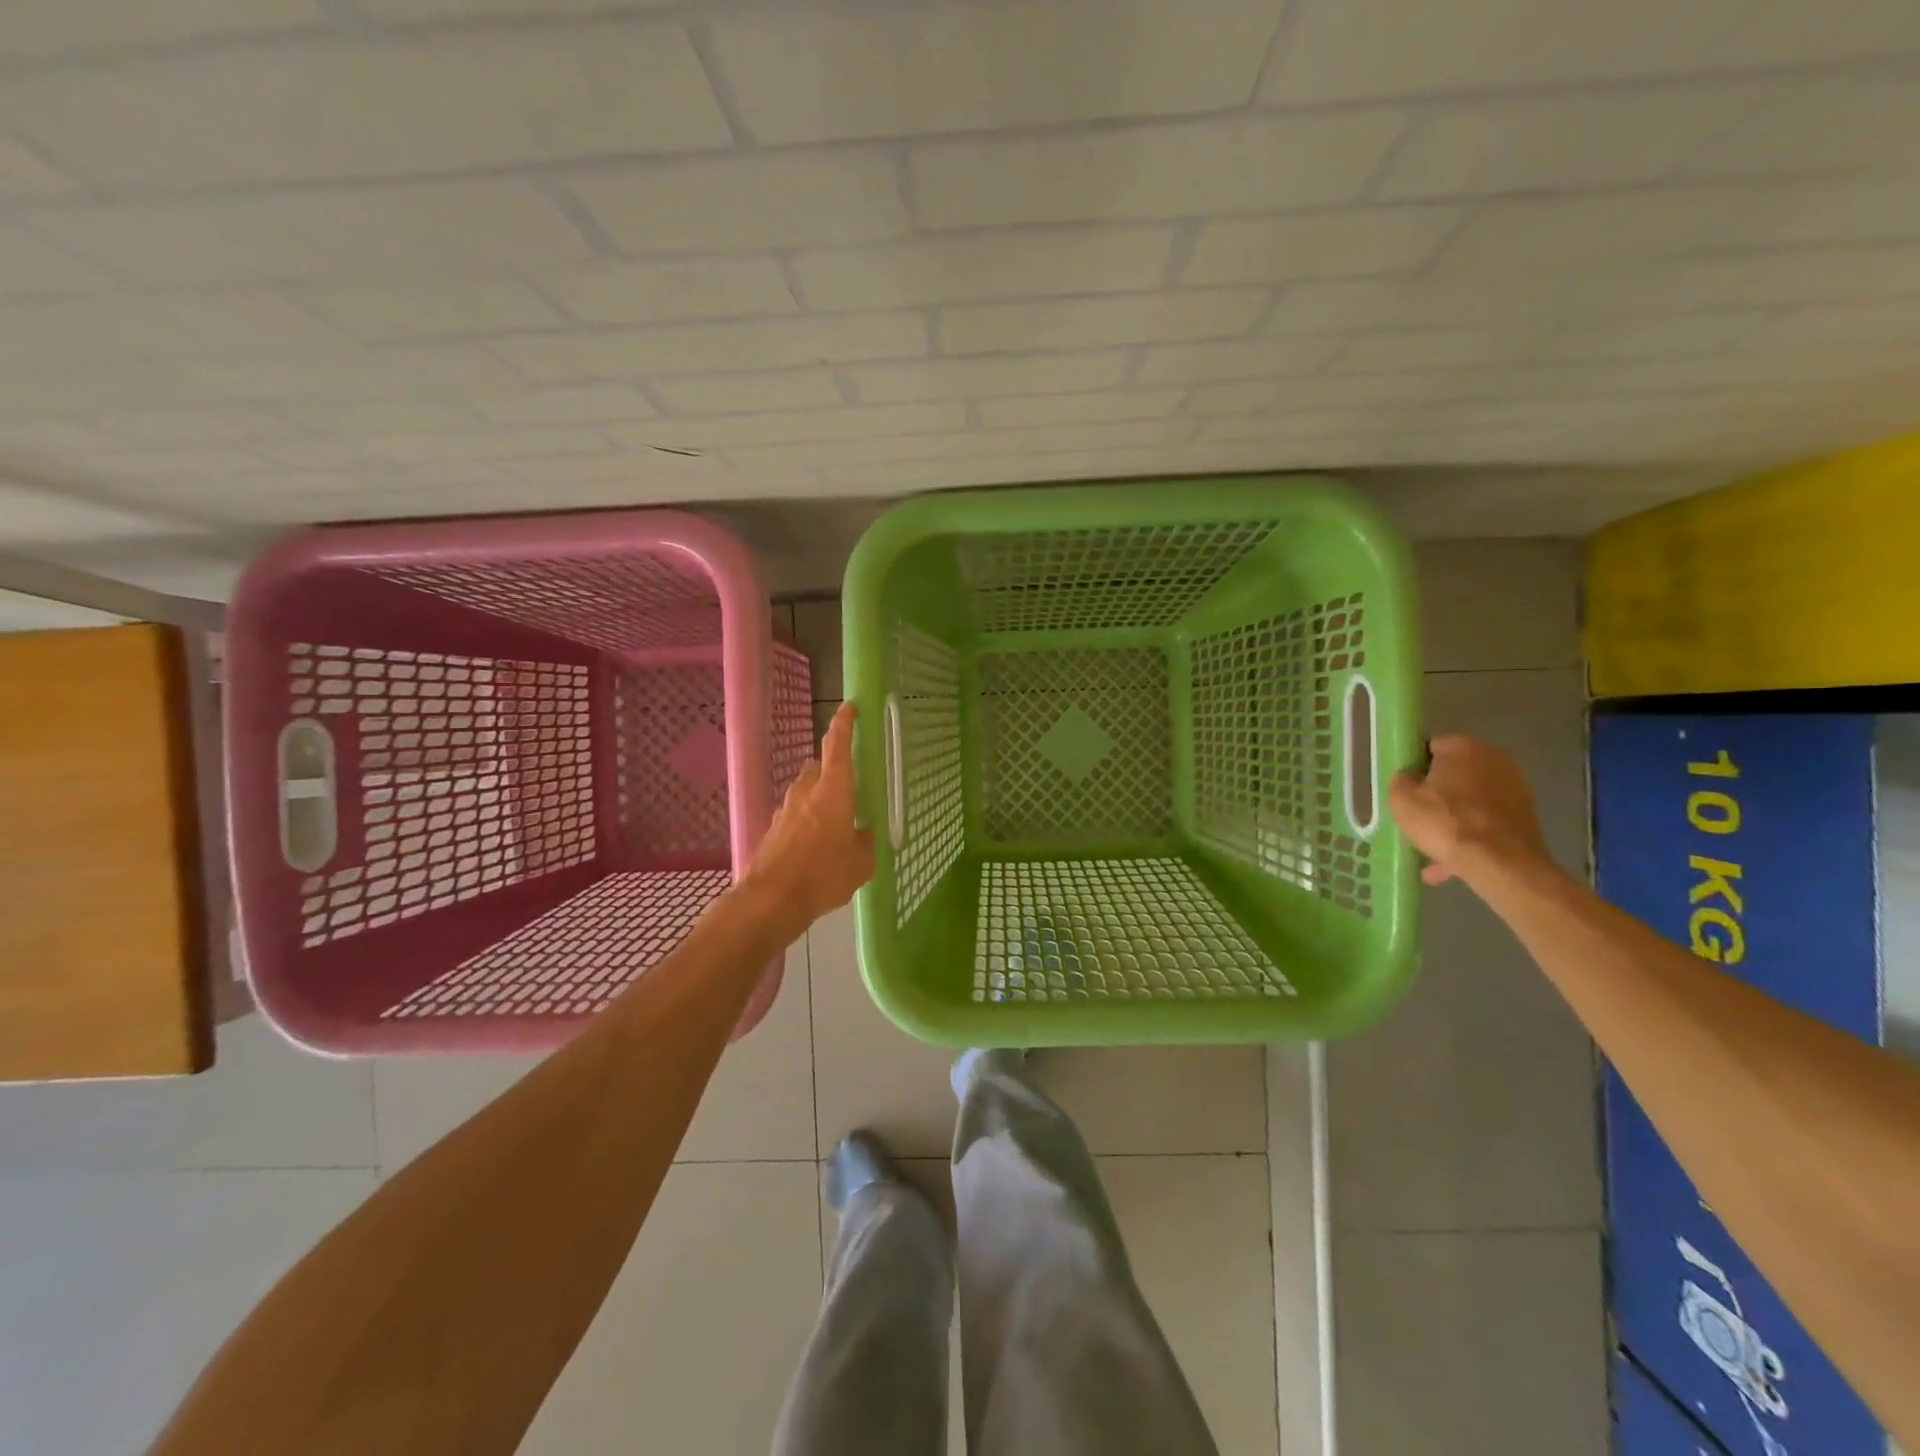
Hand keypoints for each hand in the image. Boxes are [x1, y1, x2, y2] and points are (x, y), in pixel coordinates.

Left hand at [741, 702, 875, 933]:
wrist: (771, 900)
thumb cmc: (823, 875)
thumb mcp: (861, 863)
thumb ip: (865, 842)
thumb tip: (863, 835)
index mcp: (833, 791)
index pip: (838, 747)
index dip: (844, 724)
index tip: (849, 707)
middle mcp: (806, 792)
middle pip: (820, 769)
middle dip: (834, 773)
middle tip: (850, 791)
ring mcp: (785, 810)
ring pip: (806, 792)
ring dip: (820, 800)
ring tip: (835, 827)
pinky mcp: (773, 829)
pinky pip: (795, 816)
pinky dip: (807, 822)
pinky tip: (815, 848)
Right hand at [1388, 734, 1551, 886]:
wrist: (1502, 864)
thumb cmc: (1445, 822)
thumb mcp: (1402, 800)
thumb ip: (1401, 781)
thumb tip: (1409, 778)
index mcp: (1463, 747)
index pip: (1430, 747)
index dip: (1414, 768)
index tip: (1404, 789)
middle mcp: (1494, 759)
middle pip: (1453, 775)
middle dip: (1436, 795)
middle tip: (1417, 818)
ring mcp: (1515, 788)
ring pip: (1470, 802)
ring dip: (1453, 819)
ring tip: (1432, 849)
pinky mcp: (1526, 816)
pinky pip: (1486, 822)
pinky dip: (1470, 837)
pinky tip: (1451, 863)